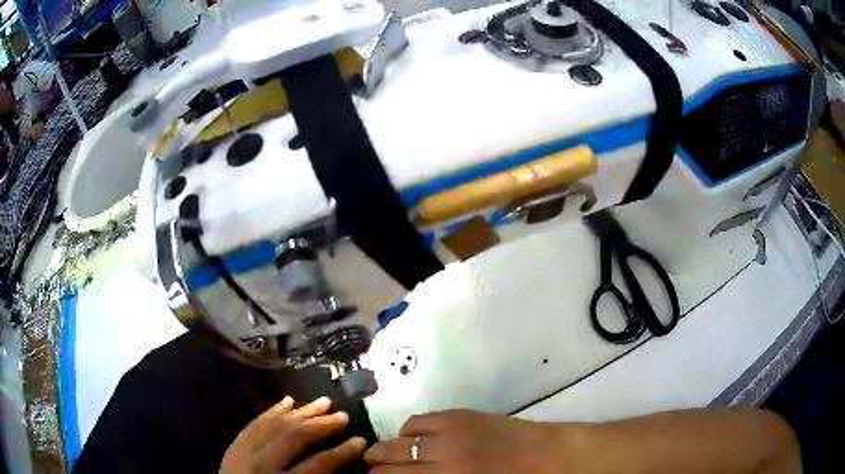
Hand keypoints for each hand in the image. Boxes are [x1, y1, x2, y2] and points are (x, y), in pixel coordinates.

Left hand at [220, 396, 366, 473]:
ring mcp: (244, 453)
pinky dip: (272, 411)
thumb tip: (341, 466)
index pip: (319, 465)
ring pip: (275, 425)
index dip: (343, 452)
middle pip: (295, 438)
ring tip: (323, 402)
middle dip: (323, 425)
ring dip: (301, 412)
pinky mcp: (233, 447)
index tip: (361, 440)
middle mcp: (263, 465)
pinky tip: (286, 401)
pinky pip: (254, 424)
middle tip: (343, 415)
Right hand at [364, 410, 570, 473]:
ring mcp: (450, 434)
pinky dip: (408, 429)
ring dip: (385, 449)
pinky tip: (407, 436)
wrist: (547, 457)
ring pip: (400, 441)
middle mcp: (443, 460)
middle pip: (392, 464)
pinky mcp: (459, 416)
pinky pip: (419, 420)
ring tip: (377, 453)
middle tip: (370, 471)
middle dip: (375, 469)